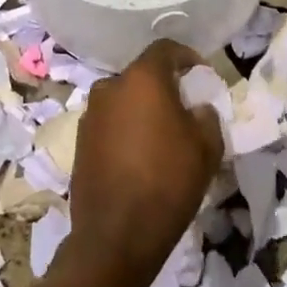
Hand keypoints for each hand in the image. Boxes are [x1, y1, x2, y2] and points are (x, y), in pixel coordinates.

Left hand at [67, 39, 223, 286]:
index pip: (165, 49)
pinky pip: (109, 124)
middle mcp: (110, 88)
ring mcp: (90, 115)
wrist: (115, 237)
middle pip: (141, 75)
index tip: (201, 76)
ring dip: (142, 110)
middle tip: (184, 109)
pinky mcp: (80, 143)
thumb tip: (197, 108)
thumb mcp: (207, 146)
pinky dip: (125, 130)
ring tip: (161, 136)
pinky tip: (139, 156)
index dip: (187, 57)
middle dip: (163, 87)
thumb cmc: (168, 182)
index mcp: (142, 78)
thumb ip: (206, 115)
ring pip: (123, 100)